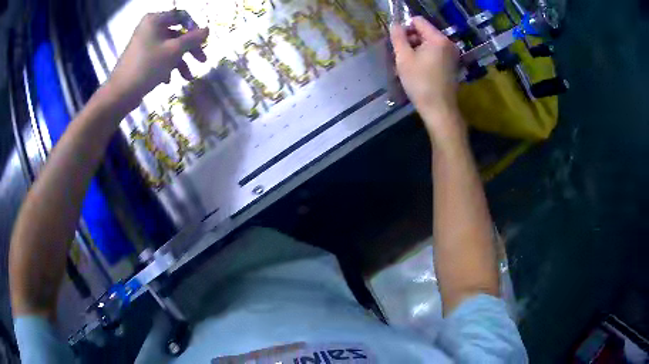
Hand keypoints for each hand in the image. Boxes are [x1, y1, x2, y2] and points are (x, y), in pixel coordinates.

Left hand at [108, 10, 208, 109]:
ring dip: (180, 62)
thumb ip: (193, 39)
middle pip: (177, 34)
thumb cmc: (147, 67)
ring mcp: (144, 43)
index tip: (203, 42)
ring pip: (169, 48)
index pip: (182, 16)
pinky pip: (159, 57)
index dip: (194, 28)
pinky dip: (167, 67)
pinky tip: (168, 81)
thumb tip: (208, 30)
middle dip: (190, 49)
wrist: (120, 93)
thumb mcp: (174, 51)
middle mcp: (149, 28)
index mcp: (155, 20)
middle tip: (202, 61)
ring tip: (187, 78)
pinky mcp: (141, 57)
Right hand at [390, 17, 463, 144]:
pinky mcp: (452, 65)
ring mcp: (452, 54)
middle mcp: (448, 43)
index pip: (418, 21)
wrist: (439, 110)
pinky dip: (424, 58)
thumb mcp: (403, 58)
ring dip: (416, 51)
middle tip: (401, 57)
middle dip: (410, 41)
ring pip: (428, 43)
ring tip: (407, 66)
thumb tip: (395, 24)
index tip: (399, 44)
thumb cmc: (420, 83)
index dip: (405, 28)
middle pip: (424, 32)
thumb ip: (398, 37)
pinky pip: (435, 53)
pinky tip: (418, 71)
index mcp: (438, 38)